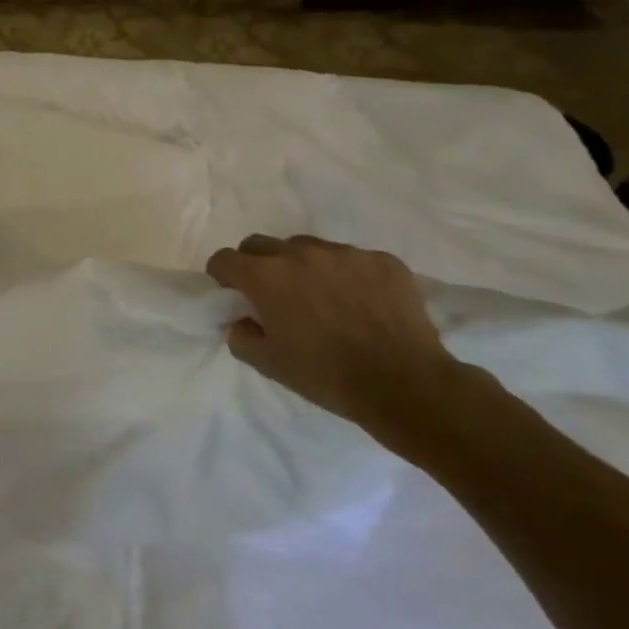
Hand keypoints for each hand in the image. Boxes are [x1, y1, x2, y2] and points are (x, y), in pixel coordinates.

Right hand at [205, 235, 469, 459]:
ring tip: (321, 297)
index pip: (224, 259)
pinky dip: (346, 275)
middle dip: (256, 264)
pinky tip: (360, 303)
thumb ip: (240, 335)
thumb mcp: (267, 363)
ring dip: (302, 266)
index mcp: (265, 276)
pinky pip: (351, 259)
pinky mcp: (383, 260)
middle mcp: (300, 253)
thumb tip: (241, 320)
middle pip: (260, 244)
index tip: (232, 294)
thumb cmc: (326, 375)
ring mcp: (345, 253)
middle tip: (272, 295)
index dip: (222, 276)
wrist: (406, 384)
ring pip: (307, 247)